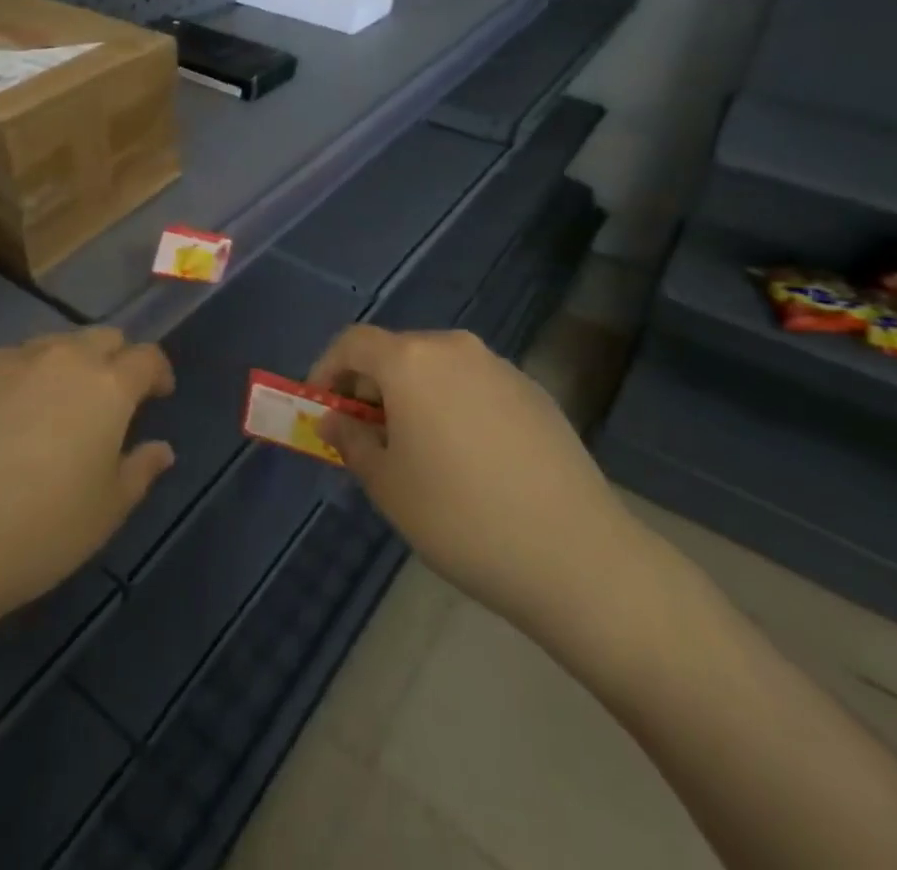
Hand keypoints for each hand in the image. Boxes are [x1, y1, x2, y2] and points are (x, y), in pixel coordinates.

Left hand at [0, 328, 173, 667]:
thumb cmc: (39, 532)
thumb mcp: (107, 512)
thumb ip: (141, 470)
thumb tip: (162, 448)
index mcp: (108, 385)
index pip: (147, 356)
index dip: (158, 373)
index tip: (158, 395)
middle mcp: (64, 358)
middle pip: (103, 337)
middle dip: (116, 360)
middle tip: (110, 400)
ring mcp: (11, 360)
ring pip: (54, 344)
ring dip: (68, 365)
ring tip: (56, 406)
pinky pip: (9, 361)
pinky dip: (22, 378)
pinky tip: (5, 418)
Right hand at [311, 326, 646, 644]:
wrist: (574, 554)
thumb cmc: (460, 517)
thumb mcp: (388, 486)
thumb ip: (352, 442)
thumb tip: (336, 420)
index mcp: (412, 361)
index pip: (353, 343)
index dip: (328, 370)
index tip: (322, 408)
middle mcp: (455, 348)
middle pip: (396, 352)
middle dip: (371, 387)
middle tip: (366, 437)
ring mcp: (500, 367)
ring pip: (437, 368)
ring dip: (413, 396)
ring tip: (417, 451)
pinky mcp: (534, 392)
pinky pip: (474, 385)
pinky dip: (453, 405)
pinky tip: (467, 458)